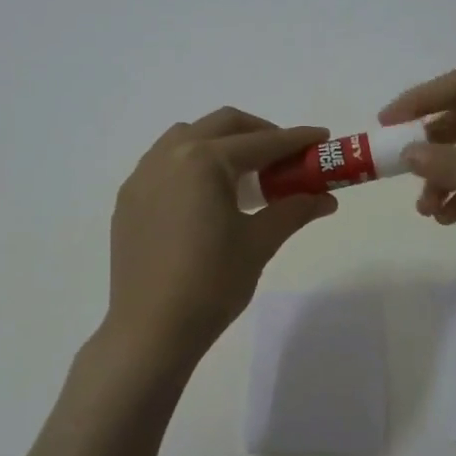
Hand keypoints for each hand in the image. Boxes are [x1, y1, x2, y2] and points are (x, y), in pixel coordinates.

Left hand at [105, 108, 336, 364]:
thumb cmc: (212, 284)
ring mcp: (142, 176)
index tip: (323, 138)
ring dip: (221, 144)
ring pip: (187, 138)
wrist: (152, 329)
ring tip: (244, 176)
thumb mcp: (259, 244)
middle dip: (259, 133)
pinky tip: (205, 197)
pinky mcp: (129, 200)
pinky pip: (164, 163)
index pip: (262, 142)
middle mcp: (169, 156)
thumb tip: (326, 198)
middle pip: (222, 125)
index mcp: (204, 161)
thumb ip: (293, 211)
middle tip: (286, 158)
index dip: (296, 140)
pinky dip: (192, 165)